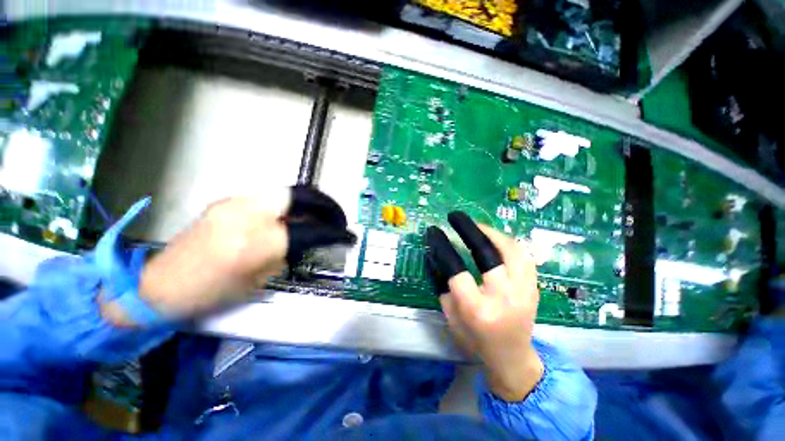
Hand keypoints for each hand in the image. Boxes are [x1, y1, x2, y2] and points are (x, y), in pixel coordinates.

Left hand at [102, 186, 354, 323]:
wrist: (161, 285)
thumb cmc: (212, 294)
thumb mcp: (260, 280)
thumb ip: (288, 252)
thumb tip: (308, 238)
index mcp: (259, 242)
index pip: (311, 229)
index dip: (335, 232)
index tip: (349, 236)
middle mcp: (250, 214)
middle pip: (301, 195)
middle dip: (326, 205)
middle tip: (337, 218)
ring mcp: (236, 203)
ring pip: (288, 194)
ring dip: (309, 205)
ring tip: (318, 219)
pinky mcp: (228, 201)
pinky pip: (270, 199)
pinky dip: (290, 208)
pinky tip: (290, 220)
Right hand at [426, 212, 542, 401]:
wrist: (512, 356)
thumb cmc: (474, 338)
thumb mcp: (450, 315)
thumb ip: (441, 283)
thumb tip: (434, 253)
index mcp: (477, 309)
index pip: (457, 269)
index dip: (443, 246)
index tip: (434, 232)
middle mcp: (503, 297)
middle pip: (488, 253)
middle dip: (469, 229)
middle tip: (456, 217)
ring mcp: (524, 291)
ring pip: (511, 249)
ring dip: (490, 232)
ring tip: (476, 226)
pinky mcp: (535, 287)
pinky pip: (523, 255)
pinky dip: (507, 242)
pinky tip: (495, 239)